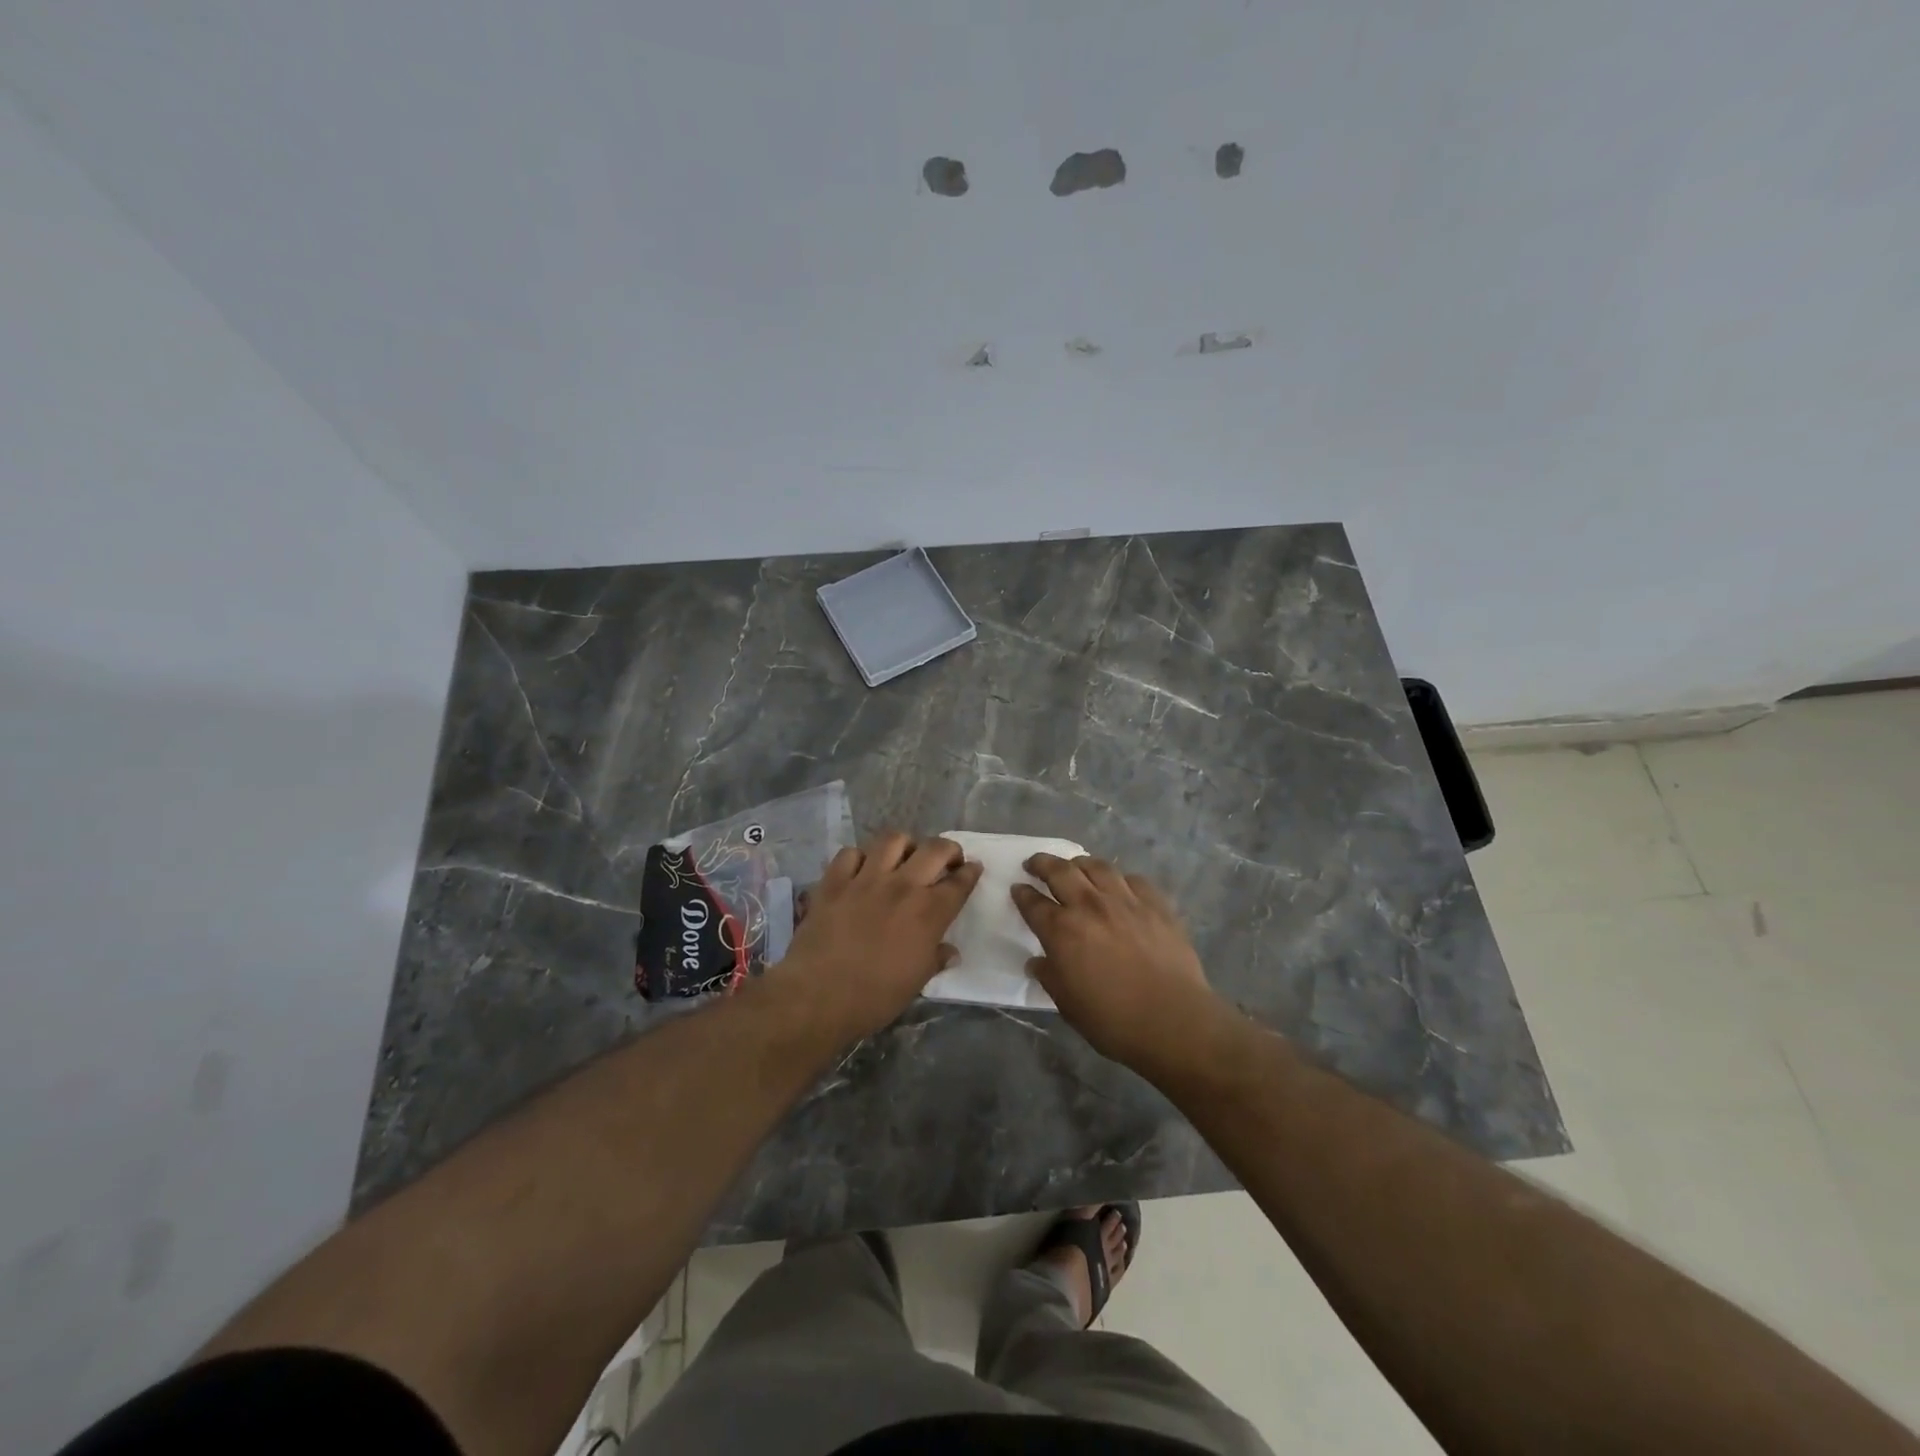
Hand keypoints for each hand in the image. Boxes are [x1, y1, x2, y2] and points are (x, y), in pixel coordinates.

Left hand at [780, 832, 981, 1039]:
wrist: (818, 995)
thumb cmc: (875, 997)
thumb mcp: (916, 983)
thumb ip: (936, 959)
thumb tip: (950, 952)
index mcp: (929, 913)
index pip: (959, 883)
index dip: (970, 872)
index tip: (973, 868)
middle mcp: (902, 886)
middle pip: (934, 849)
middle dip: (948, 849)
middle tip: (947, 860)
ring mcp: (866, 879)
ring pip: (893, 840)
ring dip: (905, 845)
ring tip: (905, 857)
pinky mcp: (834, 881)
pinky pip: (850, 853)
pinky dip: (860, 857)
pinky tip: (862, 869)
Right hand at [1011, 855, 1218, 1071]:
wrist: (1173, 1020)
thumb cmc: (1113, 1020)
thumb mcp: (1067, 1004)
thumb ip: (1049, 976)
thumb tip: (1037, 962)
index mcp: (1062, 931)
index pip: (1033, 903)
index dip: (1022, 894)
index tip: (1017, 888)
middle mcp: (1090, 906)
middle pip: (1060, 872)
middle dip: (1043, 864)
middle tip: (1035, 864)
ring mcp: (1125, 900)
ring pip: (1097, 867)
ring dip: (1080, 863)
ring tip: (1075, 866)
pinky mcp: (1156, 904)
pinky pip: (1133, 879)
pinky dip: (1119, 879)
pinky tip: (1118, 885)